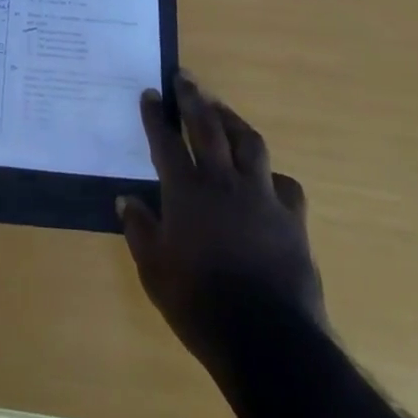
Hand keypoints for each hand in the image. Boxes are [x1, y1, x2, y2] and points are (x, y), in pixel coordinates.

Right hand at [118, 73, 326, 375]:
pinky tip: (266, 177)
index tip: (151, 93)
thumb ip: (139, 229)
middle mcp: (224, 182)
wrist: (269, 339)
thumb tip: (125, 199)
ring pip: (249, 143)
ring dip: (233, 120)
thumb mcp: (154, 271)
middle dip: (193, 98)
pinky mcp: (292, 218)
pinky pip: (284, 184)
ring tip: (222, 109)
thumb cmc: (200, 304)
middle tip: (185, 77)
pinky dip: (271, 174)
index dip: (157, 115)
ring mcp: (262, 196)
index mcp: (187, 191)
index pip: (166, 141)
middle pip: (207, 127)